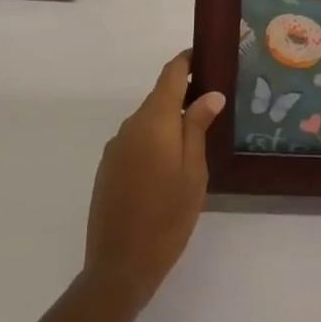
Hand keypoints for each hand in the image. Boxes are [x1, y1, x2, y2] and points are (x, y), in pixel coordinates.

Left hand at [83, 52, 224, 308]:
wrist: (119, 266)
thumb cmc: (167, 217)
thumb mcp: (194, 172)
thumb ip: (197, 128)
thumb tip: (209, 94)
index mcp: (153, 121)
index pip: (170, 75)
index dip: (187, 61)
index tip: (206, 56)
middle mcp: (129, 126)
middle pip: (158, 98)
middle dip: (183, 95)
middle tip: (212, 104)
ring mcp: (115, 148)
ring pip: (147, 122)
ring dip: (168, 122)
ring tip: (196, 138)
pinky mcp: (107, 168)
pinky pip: (135, 142)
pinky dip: (154, 142)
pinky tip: (169, 165)